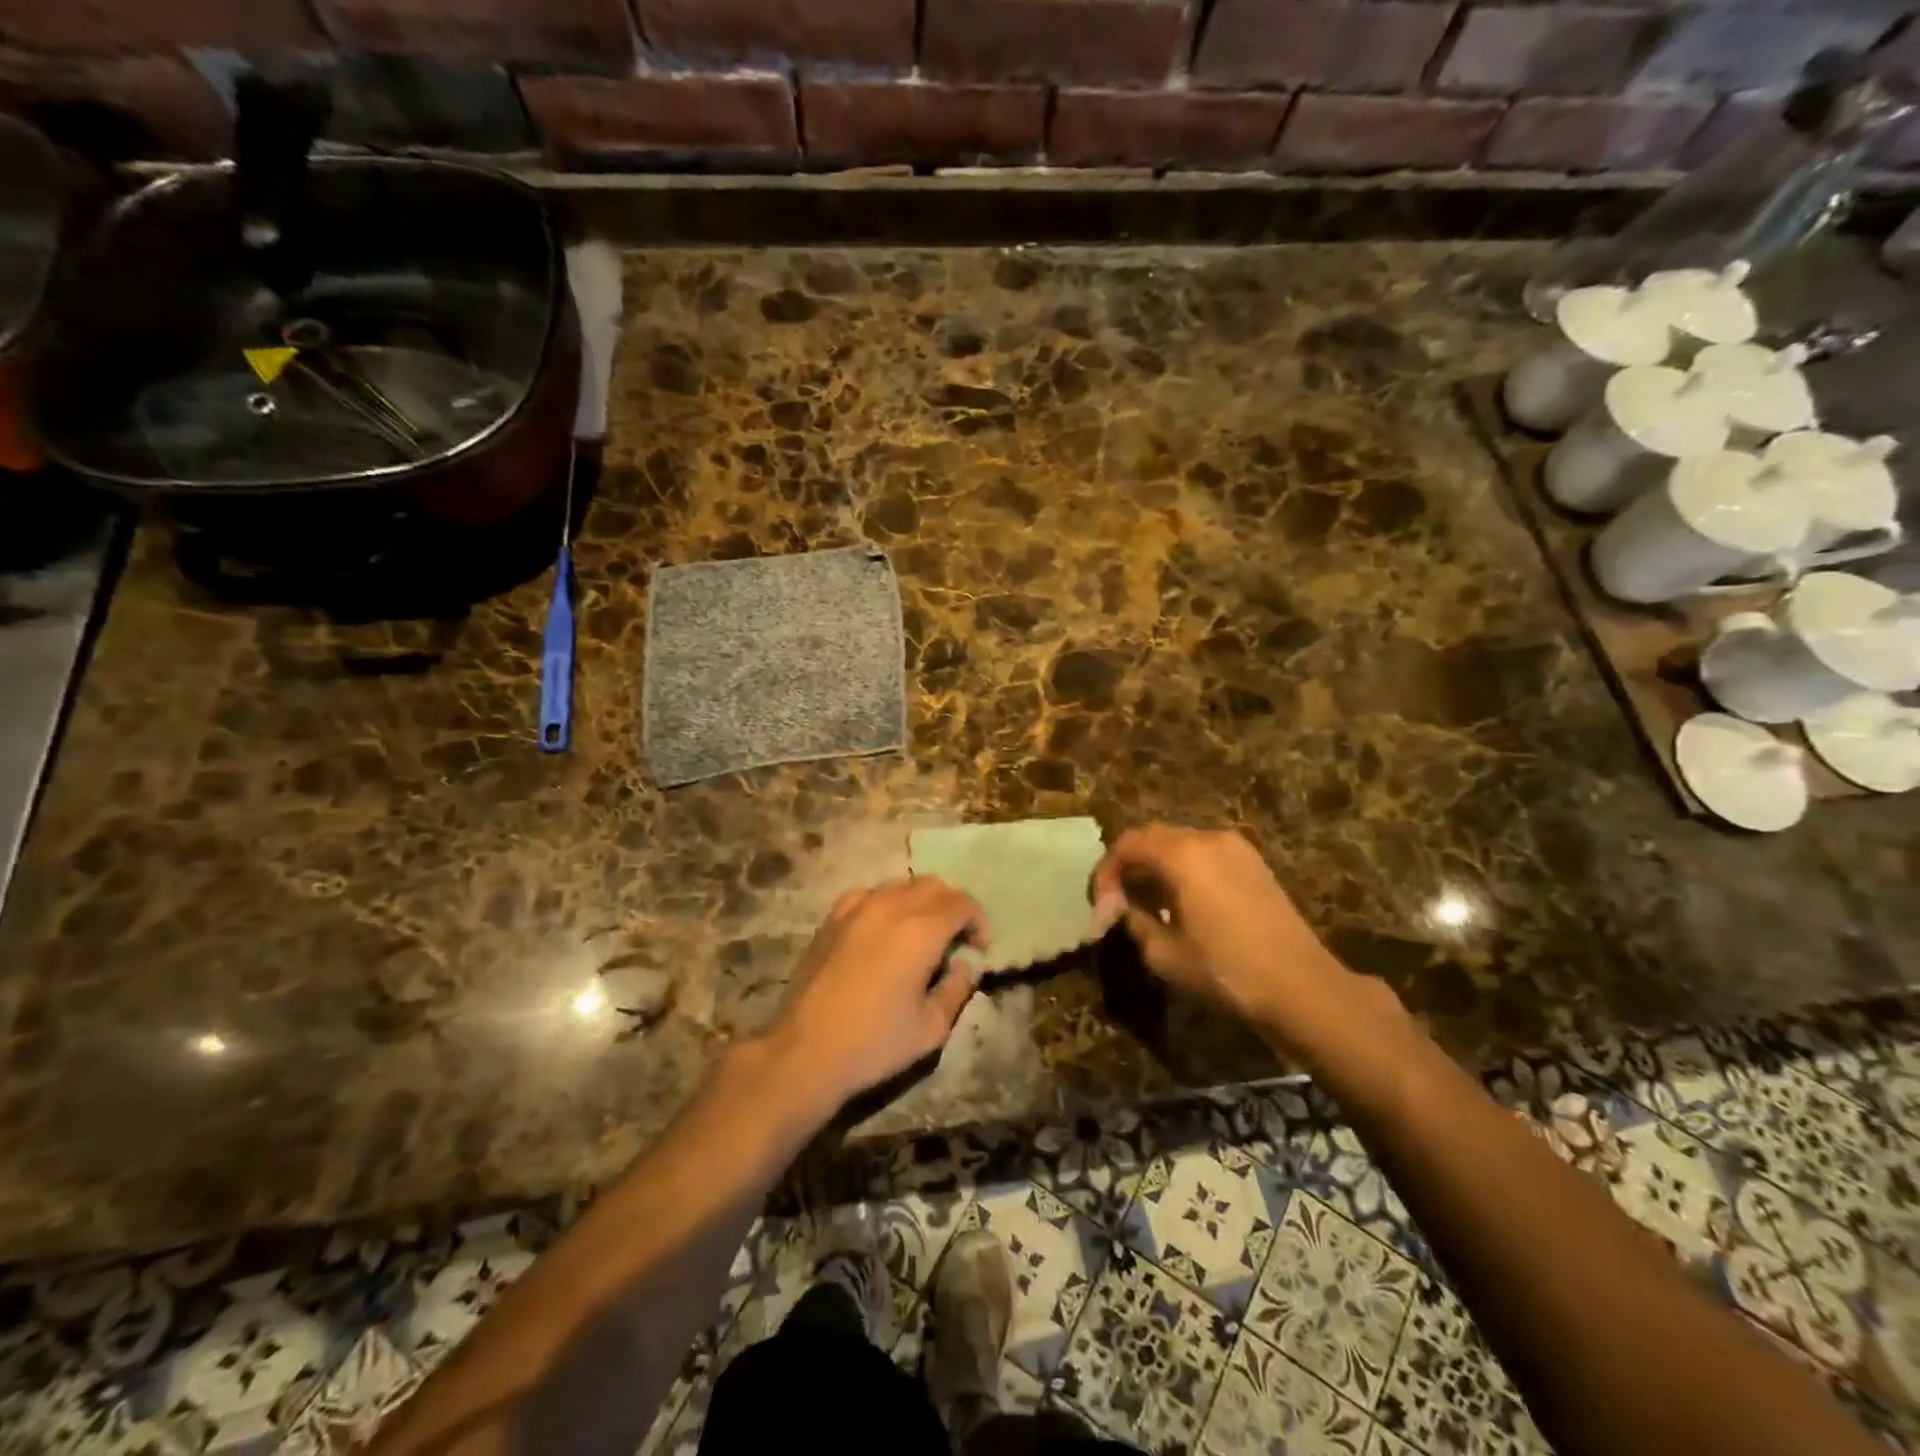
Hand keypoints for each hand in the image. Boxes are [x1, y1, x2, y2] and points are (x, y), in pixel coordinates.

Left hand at [763, 877, 988, 1110]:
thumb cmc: (874, 1043)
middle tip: (954, 940)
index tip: (979, 948)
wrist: (803, 1052)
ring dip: (919, 903)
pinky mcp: (831, 918)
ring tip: (920, 935)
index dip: (978, 922)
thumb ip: (956, 990)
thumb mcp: (931, 1028)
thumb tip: (963, 967)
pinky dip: (887, 904)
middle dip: (951, 907)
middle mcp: (889, 906)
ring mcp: (855, 907)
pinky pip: (869, 895)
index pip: (961, 904)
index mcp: (920, 929)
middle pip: (933, 885)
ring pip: (900, 885)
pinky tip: (882, 932)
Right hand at [1091, 824, 1356, 1039]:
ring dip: (1156, 866)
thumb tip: (1122, 909)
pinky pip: (1205, 853)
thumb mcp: (1165, 955)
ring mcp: (1236, 847)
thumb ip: (1134, 923)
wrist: (1301, 986)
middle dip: (1129, 866)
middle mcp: (1208, 838)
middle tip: (1118, 902)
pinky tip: (1182, 902)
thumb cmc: (1227, 970)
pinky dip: (1183, 868)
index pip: (1127, 845)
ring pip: (1179, 843)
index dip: (1106, 872)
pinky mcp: (1254, 862)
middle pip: (1152, 837)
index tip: (1101, 906)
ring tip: (1148, 903)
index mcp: (1182, 855)